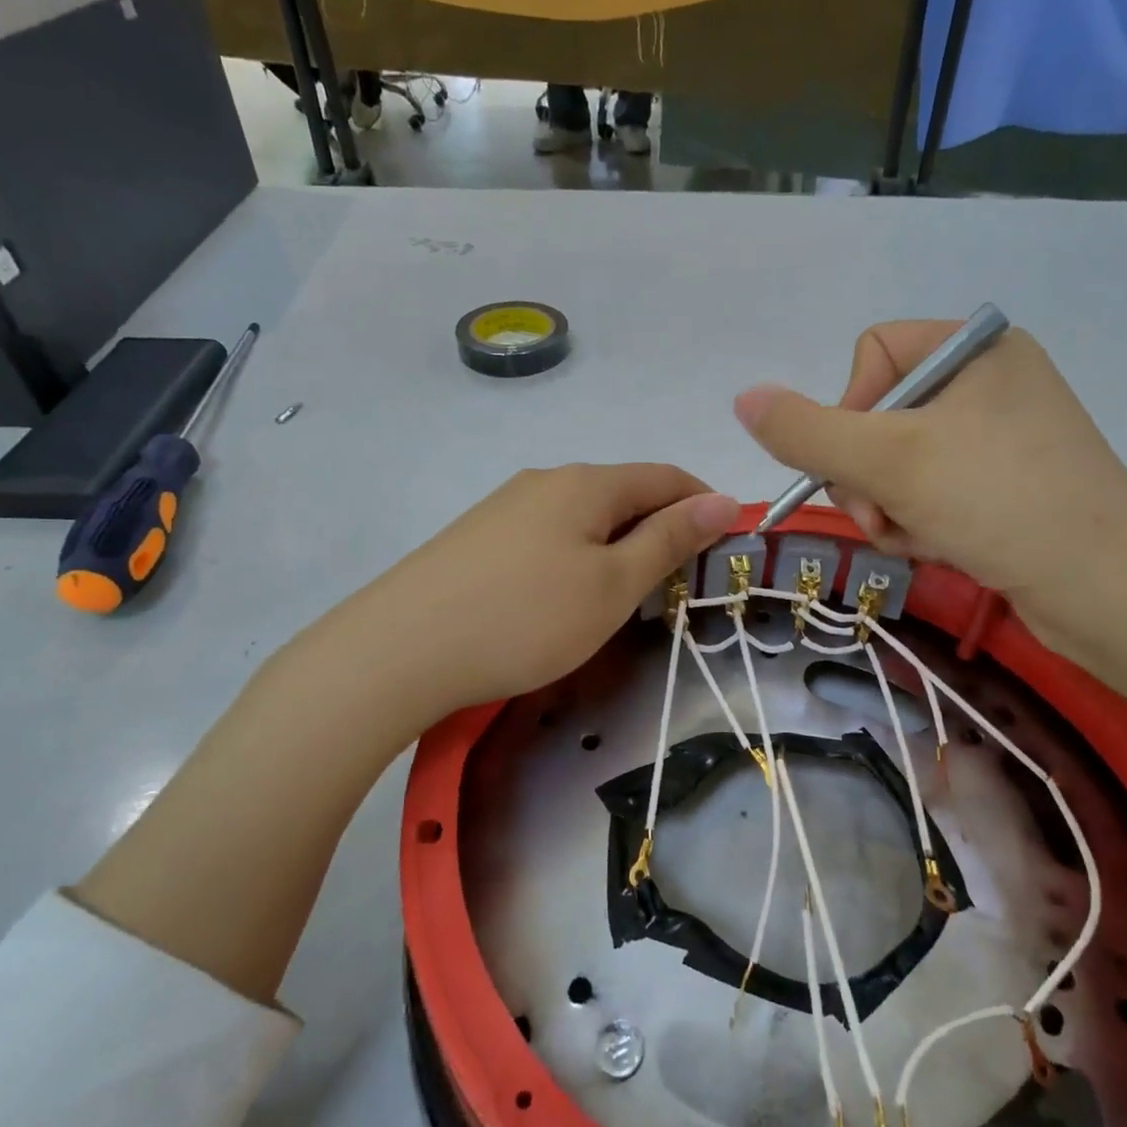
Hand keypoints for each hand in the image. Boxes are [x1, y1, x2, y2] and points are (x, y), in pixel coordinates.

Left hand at [331, 464, 736, 719]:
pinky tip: (561, 599)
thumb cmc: (526, 618)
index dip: (704, 504)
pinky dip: (576, 558)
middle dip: (660, 530)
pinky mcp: (477, 538)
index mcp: (586, 483)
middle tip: (675, 588)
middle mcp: (546, 481)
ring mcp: (505, 507)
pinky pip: (547, 536)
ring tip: (621, 599)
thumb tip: (723, 499)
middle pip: (623, 494)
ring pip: (584, 518)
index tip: (725, 546)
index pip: (665, 477)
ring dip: (617, 547)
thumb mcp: (612, 584)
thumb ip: (669, 540)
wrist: (400, 649)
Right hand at [734, 322, 1126, 647]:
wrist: (1110, 591)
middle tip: (882, 514)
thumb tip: (743, 397)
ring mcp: (1001, 438)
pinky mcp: (1007, 488)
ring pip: (898, 464)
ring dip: (888, 507)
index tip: (863, 461)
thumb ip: (806, 430)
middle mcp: (989, 383)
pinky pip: (931, 493)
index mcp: (975, 349)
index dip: (849, 410)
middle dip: (867, 475)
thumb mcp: (888, 461)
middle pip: (879, 416)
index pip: (872, 354)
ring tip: (913, 537)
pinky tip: (939, 548)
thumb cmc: (1000, 502)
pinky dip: (919, 523)